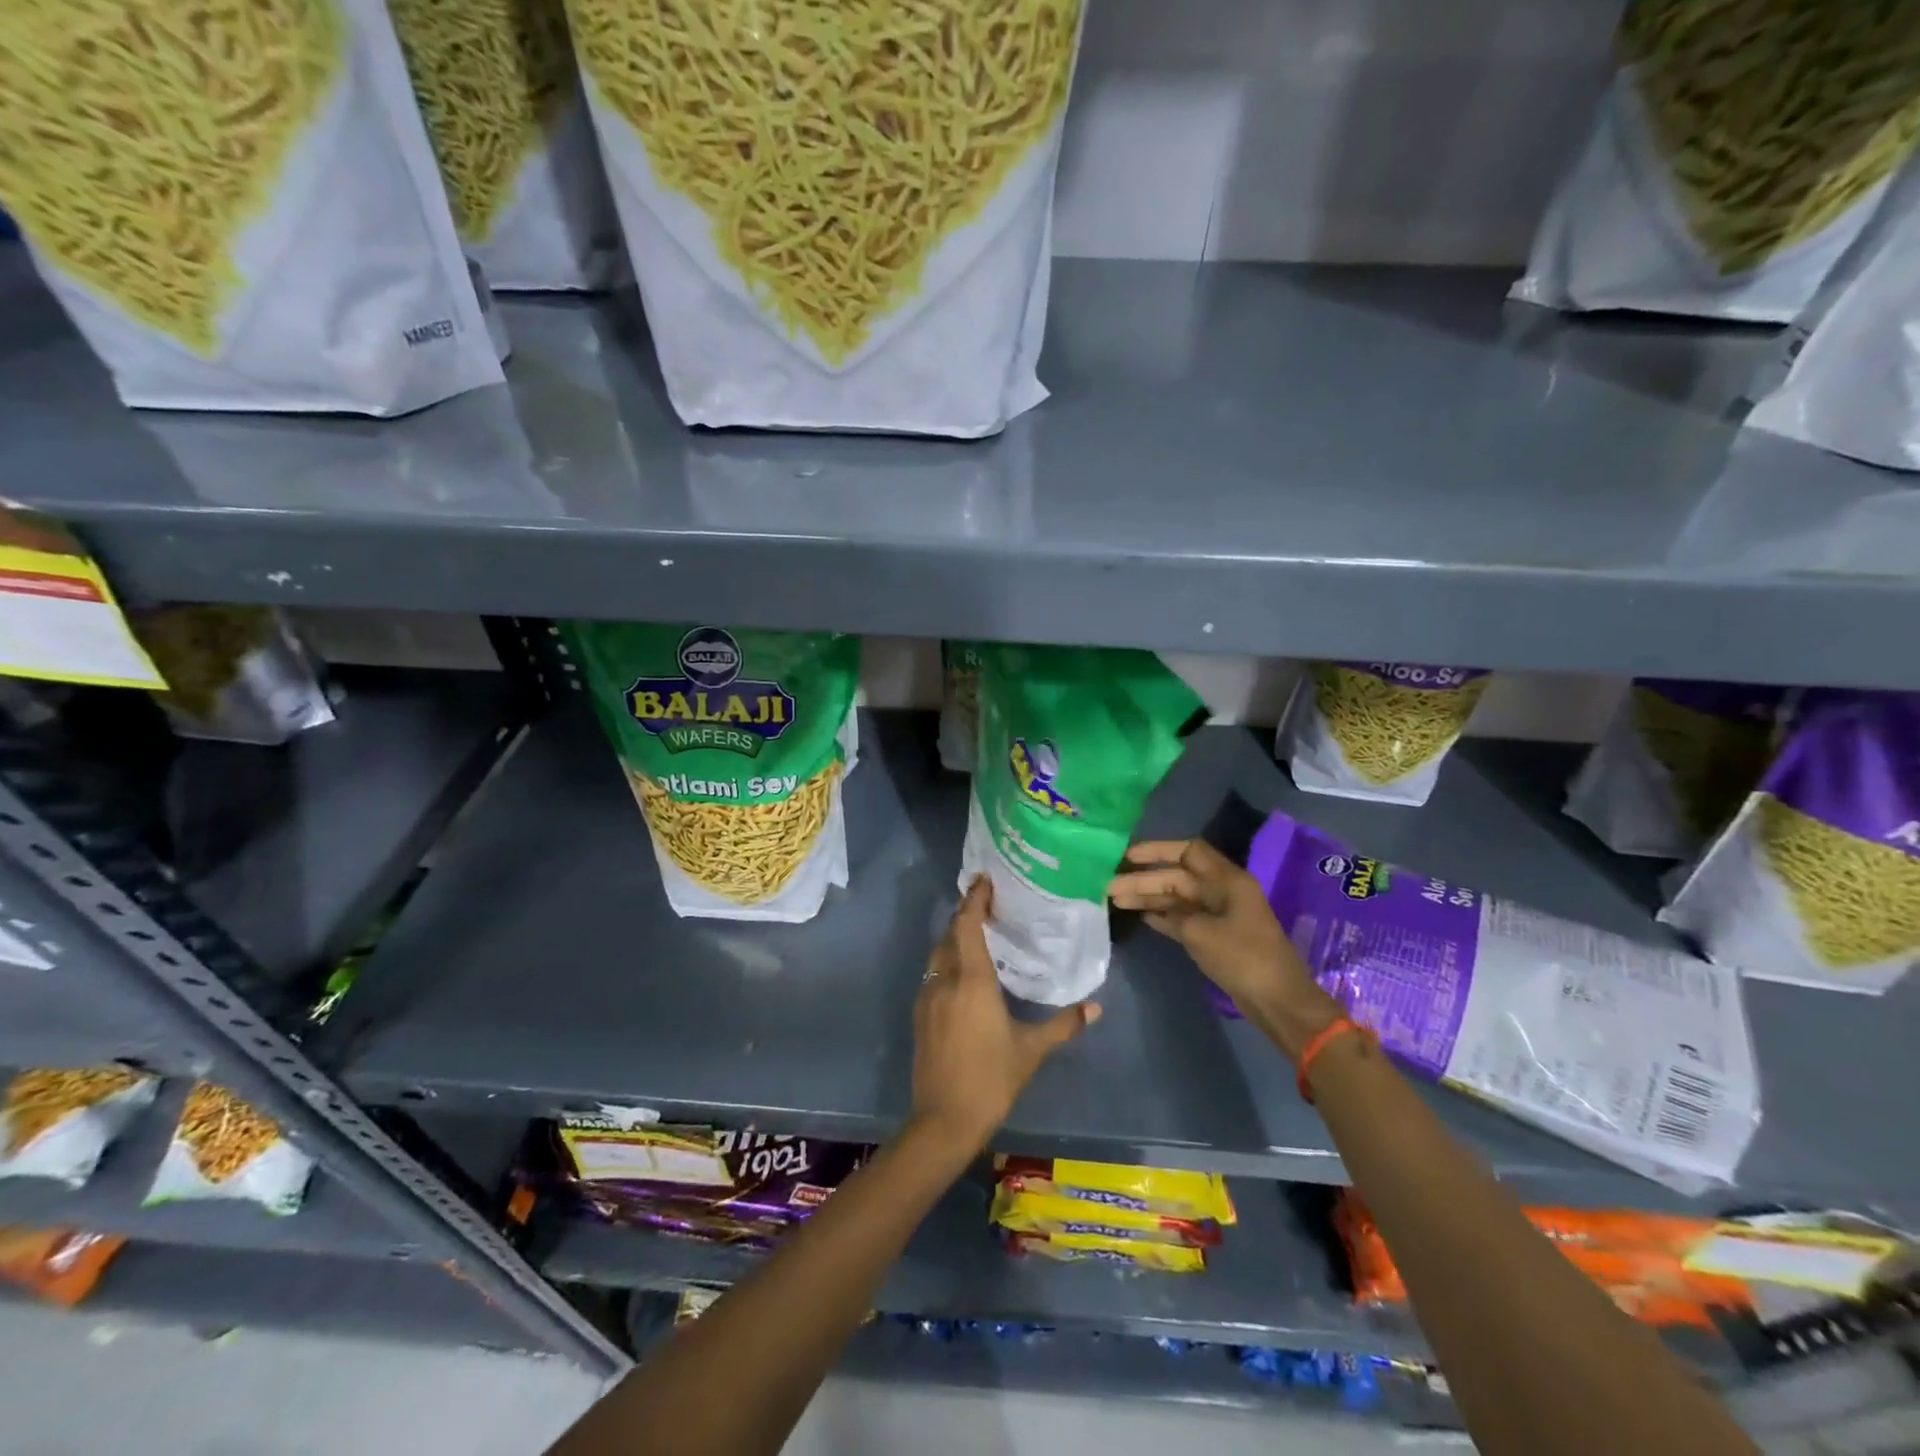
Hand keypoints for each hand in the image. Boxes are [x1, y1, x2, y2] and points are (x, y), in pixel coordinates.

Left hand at [910, 877, 1099, 1154]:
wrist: (943, 1120)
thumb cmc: (991, 1079)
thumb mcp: (1031, 1051)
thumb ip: (1063, 1025)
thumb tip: (1096, 1008)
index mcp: (971, 980)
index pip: (968, 925)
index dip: (974, 899)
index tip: (983, 879)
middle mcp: (945, 980)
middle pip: (949, 934)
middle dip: (964, 914)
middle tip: (986, 902)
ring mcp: (927, 997)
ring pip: (937, 953)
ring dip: (953, 936)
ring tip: (975, 931)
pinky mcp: (919, 1014)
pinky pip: (932, 973)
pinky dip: (946, 959)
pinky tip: (961, 971)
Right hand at [1108, 839, 1339, 1060]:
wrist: (1277, 1000)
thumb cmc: (1242, 958)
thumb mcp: (1200, 932)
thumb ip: (1172, 914)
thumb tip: (1150, 909)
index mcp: (1227, 880)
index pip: (1188, 851)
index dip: (1157, 850)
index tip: (1127, 856)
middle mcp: (1222, 891)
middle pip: (1177, 876)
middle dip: (1144, 879)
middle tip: (1109, 886)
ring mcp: (1219, 914)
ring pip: (1178, 897)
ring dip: (1149, 898)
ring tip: (1116, 901)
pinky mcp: (1216, 936)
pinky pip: (1183, 918)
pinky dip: (1163, 916)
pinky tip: (1140, 916)